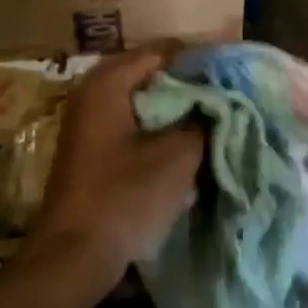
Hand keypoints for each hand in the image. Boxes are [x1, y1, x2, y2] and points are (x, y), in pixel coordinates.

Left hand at [33, 45, 203, 284]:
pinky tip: (184, 143)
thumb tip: (218, 103)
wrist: (75, 255)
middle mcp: (92, 93)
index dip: (200, 62)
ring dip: (176, 109)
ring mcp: (88, 122)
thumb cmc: (126, 196)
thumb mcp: (178, 154)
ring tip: (212, 119)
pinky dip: (159, 127)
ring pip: (144, 101)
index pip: (164, 52)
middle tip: (226, 99)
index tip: (232, 76)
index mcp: (108, 83)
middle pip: (152, 75)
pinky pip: (133, 123)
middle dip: (189, 86)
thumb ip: (203, 119)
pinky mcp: (92, 149)